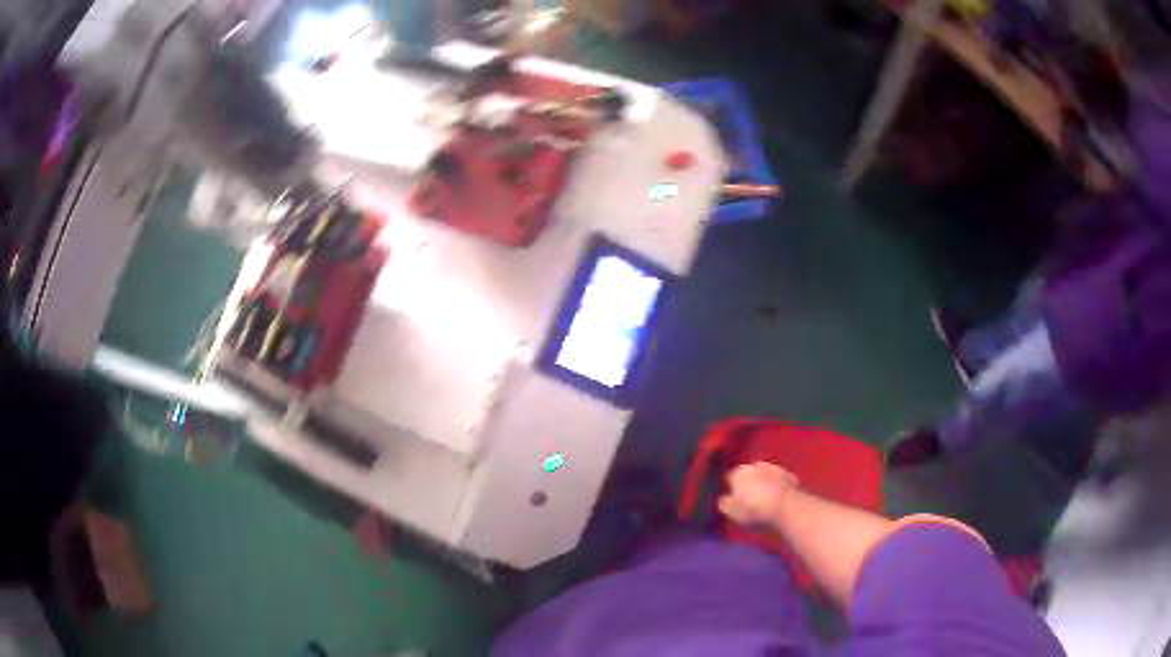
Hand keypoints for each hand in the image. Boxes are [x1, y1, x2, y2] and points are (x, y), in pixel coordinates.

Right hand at [718, 462, 798, 527]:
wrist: (788, 508)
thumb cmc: (754, 510)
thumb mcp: (732, 512)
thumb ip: (724, 503)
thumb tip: (723, 498)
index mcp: (737, 473)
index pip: (727, 477)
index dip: (727, 488)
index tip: (729, 497)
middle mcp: (755, 465)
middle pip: (747, 473)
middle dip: (746, 483)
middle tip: (746, 498)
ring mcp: (774, 468)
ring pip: (763, 475)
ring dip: (762, 483)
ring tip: (763, 497)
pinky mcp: (790, 475)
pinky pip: (778, 480)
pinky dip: (776, 486)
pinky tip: (777, 497)